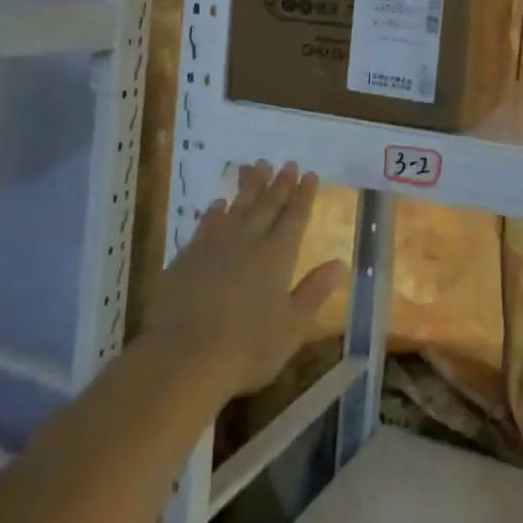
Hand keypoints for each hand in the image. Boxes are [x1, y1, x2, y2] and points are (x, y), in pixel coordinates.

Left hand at [143, 162, 345, 398]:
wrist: (182, 359)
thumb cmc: (247, 349)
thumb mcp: (292, 327)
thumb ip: (315, 292)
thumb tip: (340, 263)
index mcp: (277, 257)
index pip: (295, 217)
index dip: (304, 195)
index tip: (310, 174)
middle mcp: (248, 243)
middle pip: (267, 206)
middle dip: (280, 184)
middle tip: (288, 163)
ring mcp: (214, 248)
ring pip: (237, 208)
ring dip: (250, 187)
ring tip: (258, 166)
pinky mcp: (186, 259)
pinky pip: (206, 225)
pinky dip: (215, 211)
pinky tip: (219, 203)